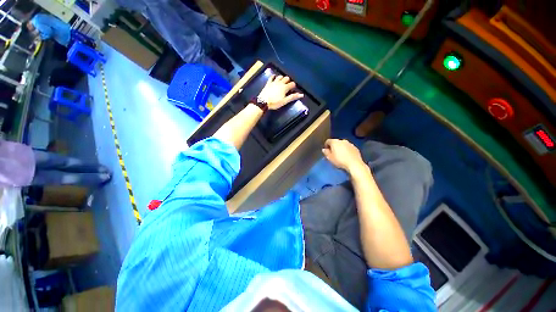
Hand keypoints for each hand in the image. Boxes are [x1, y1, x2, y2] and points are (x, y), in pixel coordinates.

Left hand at [258, 75, 303, 109]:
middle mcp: (280, 83)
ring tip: (283, 82)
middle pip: (287, 78)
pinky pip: (272, 77)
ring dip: (282, 78)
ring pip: (280, 76)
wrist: (263, 102)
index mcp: (285, 87)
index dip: (294, 86)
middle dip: (288, 81)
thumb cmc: (275, 103)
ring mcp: (274, 82)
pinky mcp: (268, 83)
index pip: (292, 84)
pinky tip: (275, 78)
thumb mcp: (285, 101)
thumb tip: (301, 95)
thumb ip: (292, 97)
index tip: (293, 90)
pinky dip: (274, 77)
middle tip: (288, 86)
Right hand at [322, 139, 366, 173]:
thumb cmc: (340, 160)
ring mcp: (350, 143)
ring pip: (343, 144)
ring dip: (340, 148)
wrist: (354, 164)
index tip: (326, 151)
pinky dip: (346, 150)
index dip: (326, 145)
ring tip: (340, 155)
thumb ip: (326, 152)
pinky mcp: (355, 148)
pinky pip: (348, 148)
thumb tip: (324, 149)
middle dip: (334, 146)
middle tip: (333, 153)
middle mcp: (342, 140)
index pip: (328, 141)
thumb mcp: (330, 158)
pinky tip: (346, 156)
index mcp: (334, 142)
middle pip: (336, 142)